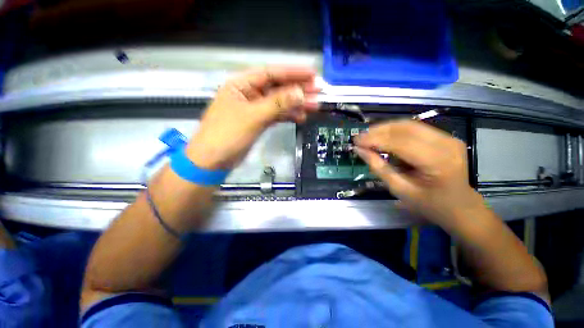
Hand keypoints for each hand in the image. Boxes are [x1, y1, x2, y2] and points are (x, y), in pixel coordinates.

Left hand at [186, 66, 318, 169]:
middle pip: (277, 88)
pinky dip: (288, 116)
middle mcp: (249, 94)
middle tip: (318, 92)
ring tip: (314, 106)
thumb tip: (300, 93)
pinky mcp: (258, 122)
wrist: (213, 161)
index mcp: (241, 85)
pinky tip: (300, 117)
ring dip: (296, 105)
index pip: (271, 73)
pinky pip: (276, 116)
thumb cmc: (227, 135)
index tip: (312, 75)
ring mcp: (254, 109)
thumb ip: (277, 104)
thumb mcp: (253, 117)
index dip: (293, 73)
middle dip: (298, 90)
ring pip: (279, 103)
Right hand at [354, 120, 482, 228]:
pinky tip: (383, 136)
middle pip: (405, 128)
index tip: (356, 141)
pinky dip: (395, 130)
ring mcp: (448, 138)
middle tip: (359, 137)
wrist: (460, 206)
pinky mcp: (445, 137)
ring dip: (385, 128)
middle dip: (378, 131)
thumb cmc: (429, 204)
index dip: (375, 139)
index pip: (400, 142)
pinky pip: (414, 128)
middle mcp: (446, 144)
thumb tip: (359, 150)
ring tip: (368, 136)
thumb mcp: (399, 189)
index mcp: (437, 162)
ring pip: (409, 125)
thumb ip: (378, 167)